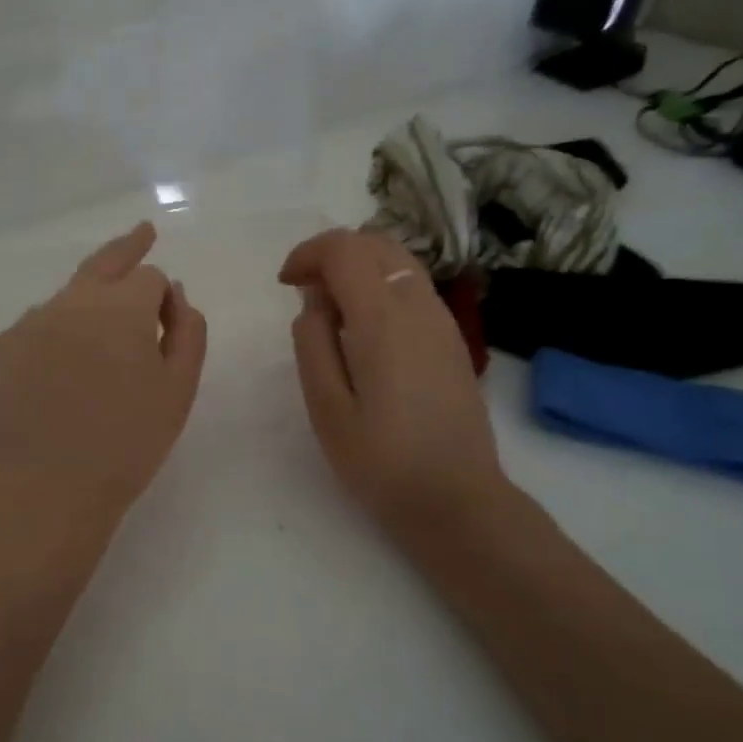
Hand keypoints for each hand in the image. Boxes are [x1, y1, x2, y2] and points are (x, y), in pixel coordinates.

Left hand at [0, 222, 207, 529]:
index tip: (167, 322)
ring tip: (99, 341)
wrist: (49, 489)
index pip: (147, 276)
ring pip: (69, 297)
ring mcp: (30, 322)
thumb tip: (174, 294)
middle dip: (127, 247)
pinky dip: (57, 333)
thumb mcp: (179, 390)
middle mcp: (72, 301)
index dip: (162, 297)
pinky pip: (38, 326)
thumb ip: (187, 331)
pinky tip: (61, 370)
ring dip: (89, 303)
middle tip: (142, 233)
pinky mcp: (2, 348)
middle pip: (104, 262)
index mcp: (121, 308)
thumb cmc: (128, 444)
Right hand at [279, 228, 507, 539]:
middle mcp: (418, 306)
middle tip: (305, 291)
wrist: (456, 499)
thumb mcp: (326, 407)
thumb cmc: (381, 460)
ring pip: (399, 261)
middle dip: (333, 253)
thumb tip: (314, 303)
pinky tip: (365, 331)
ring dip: (359, 267)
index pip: (344, 249)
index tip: (285, 284)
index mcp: (382, 319)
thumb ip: (313, 343)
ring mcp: (443, 321)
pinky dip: (382, 286)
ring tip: (332, 311)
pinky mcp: (453, 339)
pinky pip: (413, 287)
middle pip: (376, 242)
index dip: (308, 254)